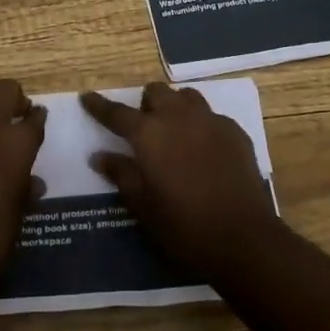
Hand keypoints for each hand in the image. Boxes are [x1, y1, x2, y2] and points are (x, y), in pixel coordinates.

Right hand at [81, 83, 278, 276]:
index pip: (117, 113)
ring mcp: (211, 121)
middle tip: (144, 129)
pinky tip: (204, 150)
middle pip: (156, 93)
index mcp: (149, 134)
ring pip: (186, 97)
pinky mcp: (235, 131)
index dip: (99, 105)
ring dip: (175, 107)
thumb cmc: (183, 226)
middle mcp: (179, 117)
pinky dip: (201, 125)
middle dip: (146, 104)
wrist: (242, 237)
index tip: (87, 97)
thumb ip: (121, 174)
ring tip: (175, 133)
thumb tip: (100, 155)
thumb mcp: (142, 206)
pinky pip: (211, 116)